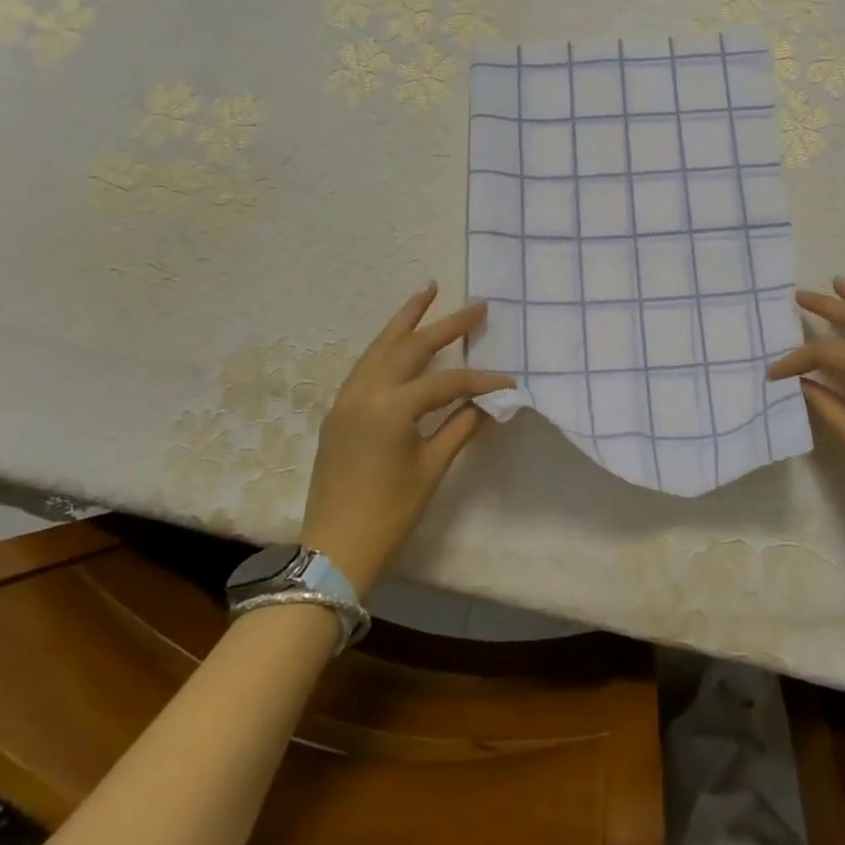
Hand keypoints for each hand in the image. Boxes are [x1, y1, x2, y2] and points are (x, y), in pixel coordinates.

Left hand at [301, 284, 513, 594]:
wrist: (335, 550)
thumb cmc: (390, 513)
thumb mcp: (432, 468)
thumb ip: (461, 426)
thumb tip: (489, 401)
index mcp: (391, 407)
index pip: (446, 381)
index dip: (481, 380)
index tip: (510, 382)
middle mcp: (365, 392)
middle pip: (409, 347)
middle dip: (443, 323)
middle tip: (475, 306)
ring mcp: (346, 400)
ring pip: (379, 348)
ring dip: (405, 321)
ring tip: (427, 294)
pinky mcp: (338, 412)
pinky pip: (366, 366)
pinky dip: (386, 346)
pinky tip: (400, 341)